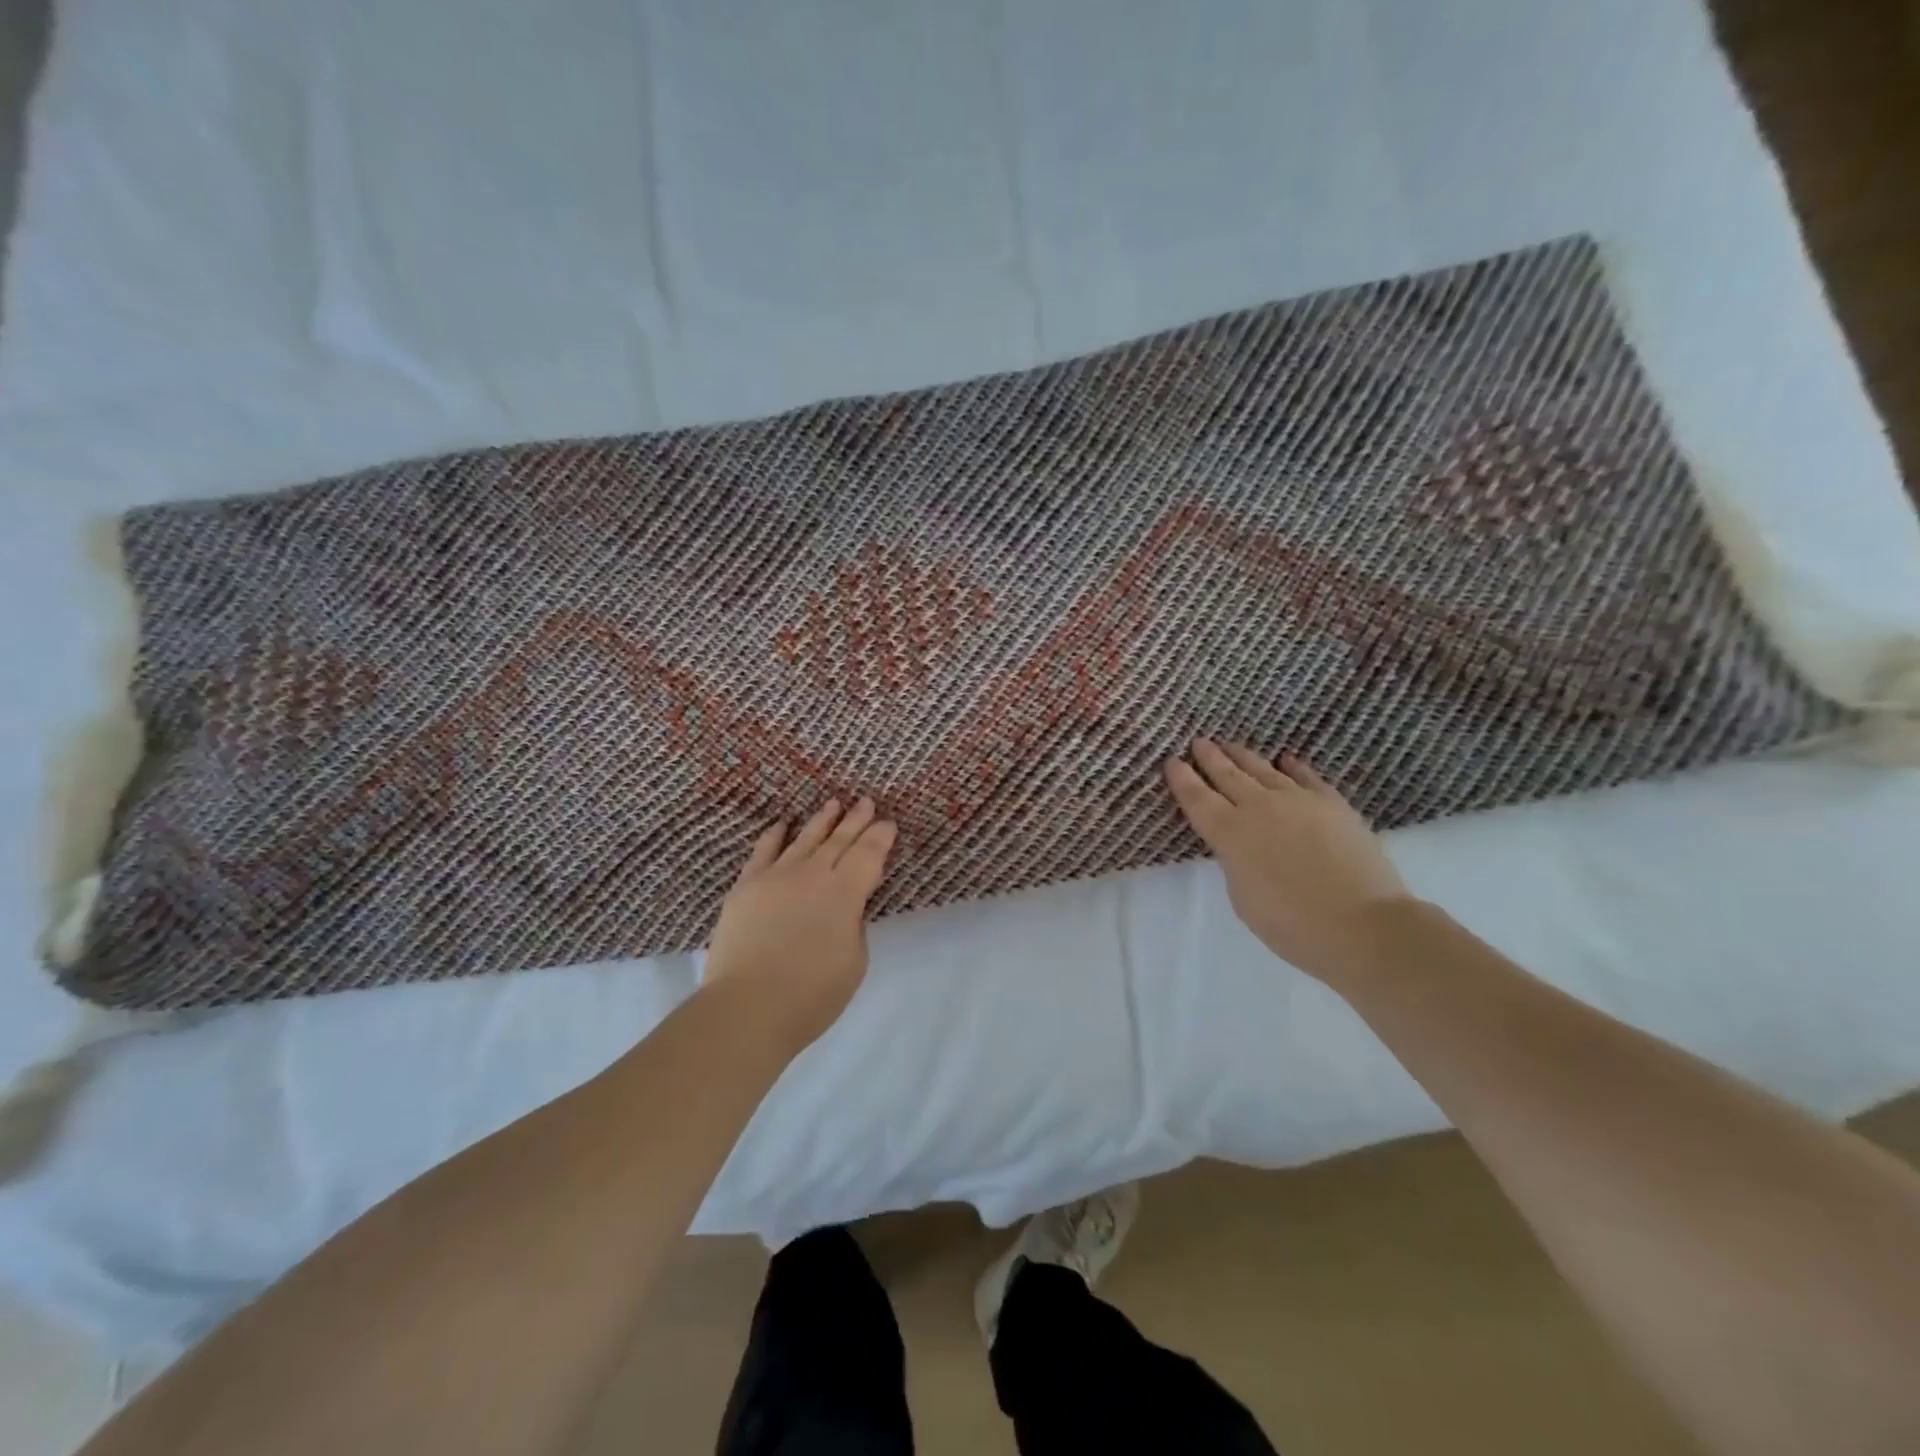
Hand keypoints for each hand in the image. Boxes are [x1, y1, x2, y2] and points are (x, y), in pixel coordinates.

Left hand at [703, 797, 897, 1051]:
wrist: (747, 1007)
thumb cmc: (811, 995)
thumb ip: (854, 925)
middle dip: (856, 819)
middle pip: (839, 839)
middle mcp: (812, 874)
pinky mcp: (746, 886)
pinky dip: (775, 835)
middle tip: (866, 800)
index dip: (881, 837)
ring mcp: (776, 876)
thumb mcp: (854, 961)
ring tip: (833, 803)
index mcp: (845, 892)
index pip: (869, 854)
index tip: (889, 822)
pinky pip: (763, 851)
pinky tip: (782, 824)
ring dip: (822, 820)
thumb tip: (845, 908)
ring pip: (804, 838)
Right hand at [1165, 739, 1411, 982]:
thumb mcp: (1243, 898)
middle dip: (1209, 758)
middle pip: (1227, 775)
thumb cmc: (1293, 926)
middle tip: (1198, 742)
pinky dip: (1291, 766)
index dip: (1182, 779)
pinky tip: (1285, 759)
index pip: (1197, 798)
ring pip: (1262, 769)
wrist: (1363, 925)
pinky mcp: (1331, 802)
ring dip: (1242, 756)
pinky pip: (1304, 776)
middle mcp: (1258, 808)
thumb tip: (1241, 844)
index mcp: (1229, 834)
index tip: (1172, 761)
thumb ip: (1235, 862)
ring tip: (1230, 744)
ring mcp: (1297, 800)